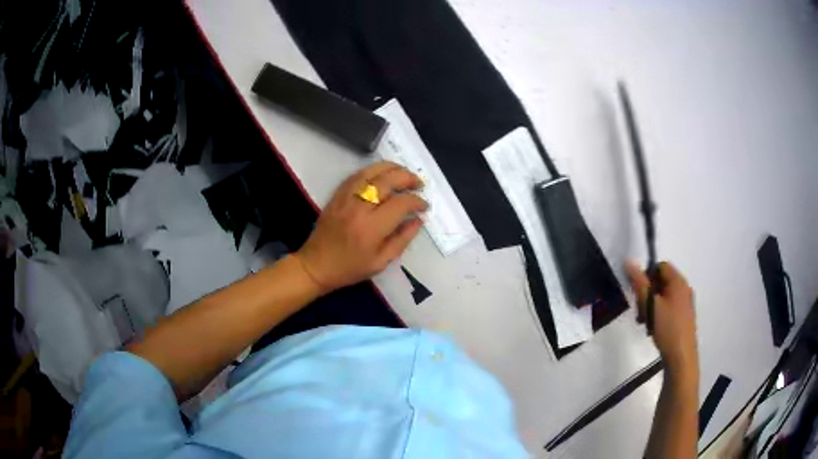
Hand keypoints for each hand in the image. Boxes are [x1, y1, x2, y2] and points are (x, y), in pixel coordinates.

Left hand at [293, 162, 427, 293]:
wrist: (316, 265)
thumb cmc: (350, 268)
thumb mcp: (381, 262)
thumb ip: (402, 239)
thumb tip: (419, 220)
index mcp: (372, 228)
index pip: (401, 203)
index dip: (417, 201)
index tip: (424, 206)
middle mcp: (359, 208)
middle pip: (388, 180)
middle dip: (408, 178)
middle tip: (419, 184)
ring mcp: (346, 198)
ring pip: (372, 172)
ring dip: (392, 168)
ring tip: (404, 173)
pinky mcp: (337, 195)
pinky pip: (357, 175)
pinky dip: (372, 171)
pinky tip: (382, 174)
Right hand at [626, 261, 698, 377]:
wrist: (681, 357)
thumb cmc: (667, 328)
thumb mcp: (650, 305)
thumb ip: (640, 283)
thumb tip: (629, 261)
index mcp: (678, 282)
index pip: (660, 266)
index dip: (647, 276)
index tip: (638, 293)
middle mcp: (684, 288)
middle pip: (662, 281)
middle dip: (648, 293)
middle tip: (640, 311)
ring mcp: (686, 303)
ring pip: (664, 296)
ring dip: (651, 305)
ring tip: (645, 322)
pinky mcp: (684, 317)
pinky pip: (669, 307)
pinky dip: (659, 313)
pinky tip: (654, 328)